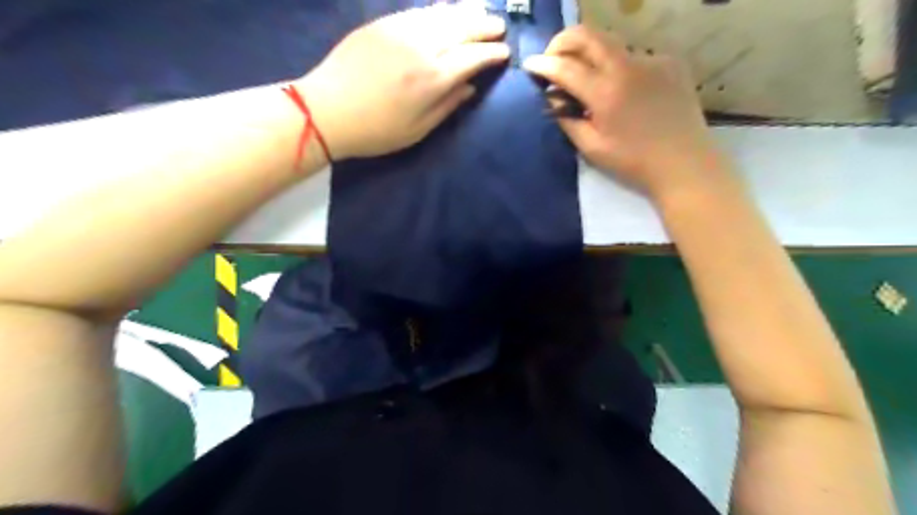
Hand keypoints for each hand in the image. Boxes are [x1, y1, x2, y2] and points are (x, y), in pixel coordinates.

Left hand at [296, 3, 508, 158]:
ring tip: (480, 13)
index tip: (505, 53)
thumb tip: (470, 87)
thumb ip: (447, 106)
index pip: (472, 58)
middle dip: (484, 26)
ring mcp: (400, 30)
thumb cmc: (376, 131)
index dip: (491, 54)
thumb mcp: (418, 129)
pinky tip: (446, 13)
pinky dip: (438, 11)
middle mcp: (421, 47)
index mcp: (432, 79)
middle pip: (461, 28)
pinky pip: (419, 12)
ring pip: (442, 14)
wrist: (326, 110)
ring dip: (465, 13)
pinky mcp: (382, 24)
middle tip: (499, 27)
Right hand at [524, 26, 731, 198]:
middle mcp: (629, 66)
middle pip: (588, 35)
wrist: (683, 163)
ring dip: (591, 57)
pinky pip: (634, 57)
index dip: (543, 64)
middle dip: (563, 41)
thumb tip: (552, 98)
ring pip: (611, 45)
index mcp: (606, 92)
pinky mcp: (670, 63)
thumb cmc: (632, 161)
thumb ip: (567, 119)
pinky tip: (622, 90)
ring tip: (588, 80)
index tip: (529, 64)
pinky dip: (618, 68)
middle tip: (553, 57)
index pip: (566, 67)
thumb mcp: (591, 147)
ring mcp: (652, 60)